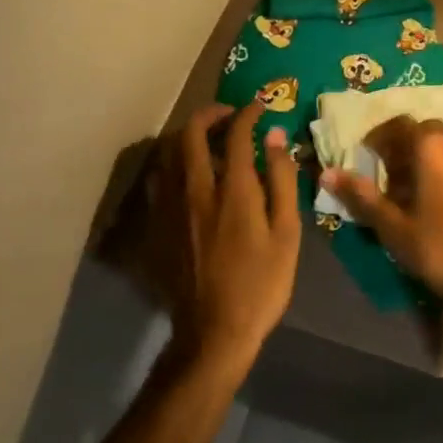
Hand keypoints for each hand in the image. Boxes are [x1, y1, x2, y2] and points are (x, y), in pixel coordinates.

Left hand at [149, 102, 300, 377]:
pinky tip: (185, 174)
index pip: (235, 133)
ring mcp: (169, 208)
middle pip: (190, 133)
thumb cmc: (260, 283)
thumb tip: (276, 137)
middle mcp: (195, 189)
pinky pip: (157, 181)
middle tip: (228, 115)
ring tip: (206, 139)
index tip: (259, 108)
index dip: (248, 113)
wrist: (213, 334)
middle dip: (209, 114)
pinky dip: (171, 165)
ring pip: (167, 153)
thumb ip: (281, 179)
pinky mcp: (156, 227)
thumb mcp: (286, 232)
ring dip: (187, 136)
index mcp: (232, 189)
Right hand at [320, 116, 442, 315]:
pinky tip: (433, 201)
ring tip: (407, 190)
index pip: (399, 125)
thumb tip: (327, 174)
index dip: (378, 138)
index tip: (365, 157)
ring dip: (423, 157)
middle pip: (424, 131)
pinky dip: (442, 169)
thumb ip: (361, 195)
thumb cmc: (438, 247)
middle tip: (385, 174)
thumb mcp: (392, 225)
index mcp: (433, 146)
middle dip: (402, 147)